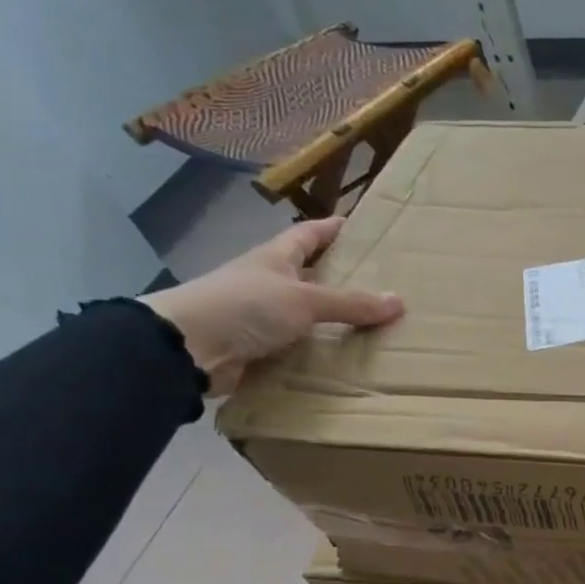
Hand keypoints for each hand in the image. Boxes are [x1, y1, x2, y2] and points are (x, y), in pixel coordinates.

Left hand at [141, 217, 402, 394]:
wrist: (186, 349)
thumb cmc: (244, 306)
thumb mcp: (304, 299)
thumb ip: (350, 303)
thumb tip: (398, 301)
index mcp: (274, 259)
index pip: (307, 235)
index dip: (329, 228)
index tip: (355, 224)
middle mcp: (266, 283)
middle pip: (307, 274)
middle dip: (337, 277)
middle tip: (376, 281)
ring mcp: (258, 316)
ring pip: (302, 314)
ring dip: (329, 320)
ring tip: (369, 325)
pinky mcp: (255, 348)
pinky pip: (296, 347)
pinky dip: (316, 351)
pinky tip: (340, 359)